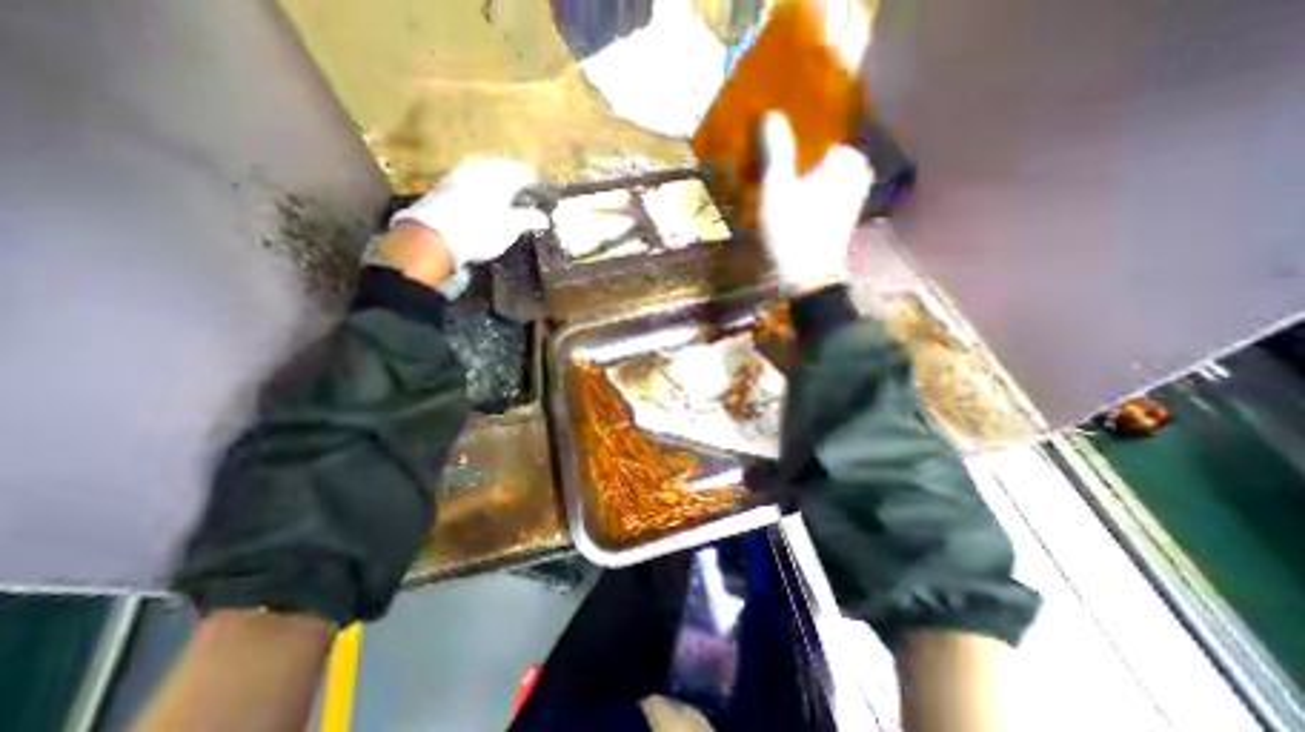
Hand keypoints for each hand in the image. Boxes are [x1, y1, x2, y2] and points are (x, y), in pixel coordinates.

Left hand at [388, 159, 546, 266]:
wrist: (435, 235)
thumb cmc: (481, 231)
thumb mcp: (509, 228)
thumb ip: (527, 220)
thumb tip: (544, 218)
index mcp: (501, 178)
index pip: (523, 171)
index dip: (534, 176)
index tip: (542, 181)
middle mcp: (481, 170)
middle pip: (501, 165)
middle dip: (513, 170)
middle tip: (523, 177)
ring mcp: (461, 174)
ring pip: (482, 167)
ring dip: (493, 172)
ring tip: (501, 180)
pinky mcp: (445, 184)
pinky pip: (468, 174)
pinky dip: (478, 179)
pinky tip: (478, 187)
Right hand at [760, 113, 868, 292]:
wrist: (808, 277)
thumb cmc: (792, 231)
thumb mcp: (777, 188)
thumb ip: (776, 150)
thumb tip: (771, 114)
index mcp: (845, 158)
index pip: (817, 130)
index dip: (791, 132)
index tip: (769, 136)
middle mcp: (857, 170)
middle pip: (819, 151)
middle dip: (796, 152)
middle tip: (767, 154)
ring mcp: (853, 192)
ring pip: (820, 170)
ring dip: (799, 170)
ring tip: (773, 171)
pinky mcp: (844, 211)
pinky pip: (822, 188)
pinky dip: (806, 187)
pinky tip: (788, 193)